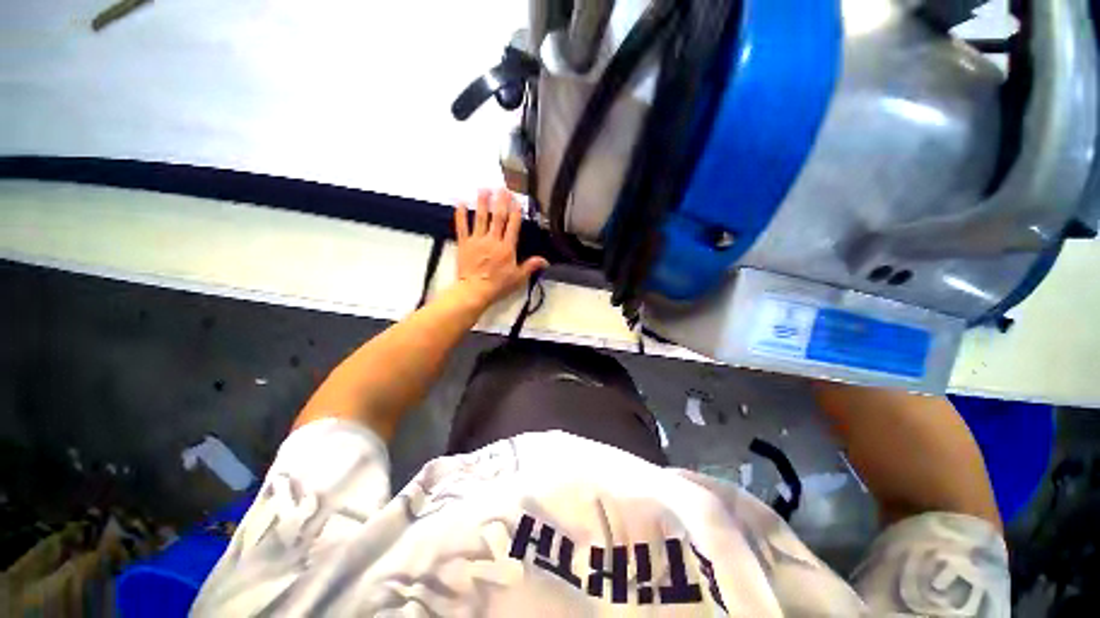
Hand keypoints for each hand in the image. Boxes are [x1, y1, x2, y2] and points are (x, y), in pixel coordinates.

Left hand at [451, 188, 547, 309]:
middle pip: (497, 217)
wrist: (474, 291)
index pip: (513, 225)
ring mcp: (477, 240)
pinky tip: (460, 203)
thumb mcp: (518, 278)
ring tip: (484, 189)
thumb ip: (530, 266)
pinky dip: (460, 215)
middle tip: (502, 188)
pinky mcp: (464, 244)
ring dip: (482, 203)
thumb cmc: (498, 285)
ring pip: (480, 218)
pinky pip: (462, 227)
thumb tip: (545, 261)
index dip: (515, 211)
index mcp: (507, 248)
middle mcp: (492, 240)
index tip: (516, 200)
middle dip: (501, 201)